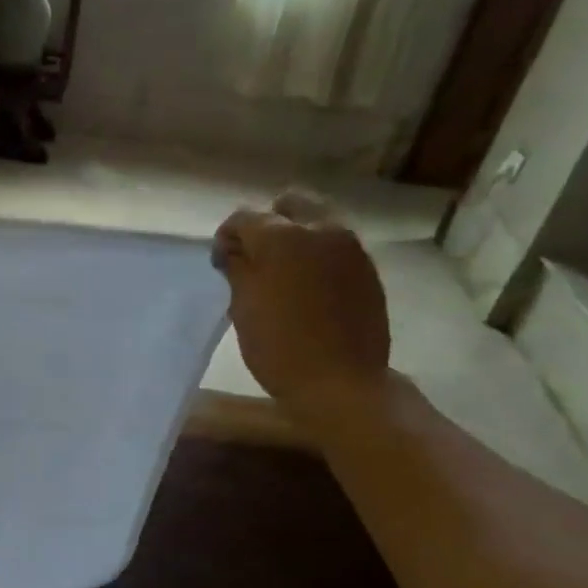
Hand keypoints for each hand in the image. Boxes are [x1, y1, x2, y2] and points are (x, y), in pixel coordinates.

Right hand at [211, 190, 391, 419]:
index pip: (244, 217)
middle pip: (290, 204)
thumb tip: (234, 250)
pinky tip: (306, 286)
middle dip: (267, 223)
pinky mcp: (367, 269)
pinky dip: (316, 254)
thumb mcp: (243, 306)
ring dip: (295, 236)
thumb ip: (237, 268)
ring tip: (280, 272)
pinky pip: (335, 246)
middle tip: (253, 257)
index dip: (226, 237)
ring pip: (317, 221)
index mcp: (283, 236)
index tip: (221, 264)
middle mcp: (321, 229)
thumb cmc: (279, 345)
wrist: (341, 383)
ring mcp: (350, 248)